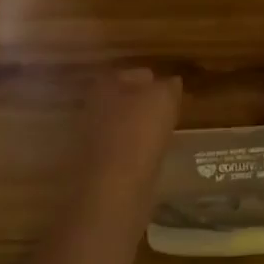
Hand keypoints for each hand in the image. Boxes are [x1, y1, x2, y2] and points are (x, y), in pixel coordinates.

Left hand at [82, 68, 182, 218]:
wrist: (114, 188)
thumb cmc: (138, 133)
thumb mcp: (163, 99)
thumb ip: (168, 86)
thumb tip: (172, 82)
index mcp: (105, 85)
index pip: (132, 74)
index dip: (152, 80)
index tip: (169, 89)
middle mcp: (93, 108)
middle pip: (123, 100)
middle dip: (142, 104)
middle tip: (168, 111)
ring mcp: (91, 139)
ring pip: (121, 126)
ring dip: (139, 129)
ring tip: (164, 134)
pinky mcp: (97, 167)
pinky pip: (121, 151)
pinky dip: (135, 151)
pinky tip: (152, 157)